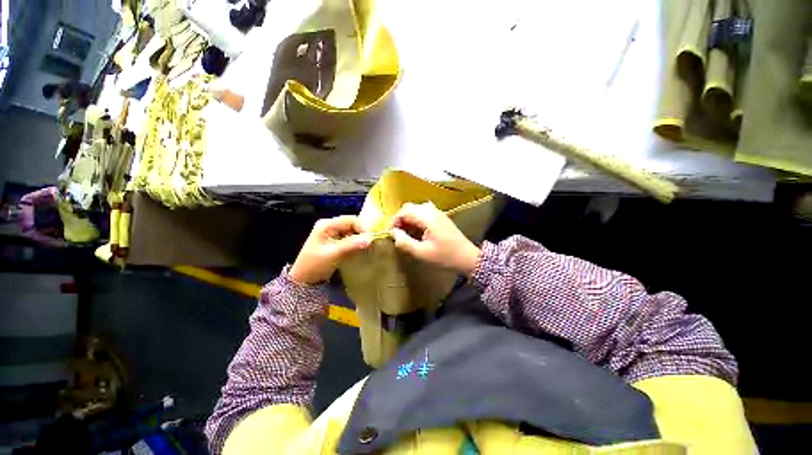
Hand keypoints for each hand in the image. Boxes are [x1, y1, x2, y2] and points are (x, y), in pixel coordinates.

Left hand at [289, 216, 372, 284]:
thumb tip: (370, 239)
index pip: (350, 220)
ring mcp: (333, 234)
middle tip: (373, 242)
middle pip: (352, 225)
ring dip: (360, 239)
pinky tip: (362, 249)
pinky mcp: (336, 242)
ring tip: (369, 247)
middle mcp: (330, 226)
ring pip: (352, 232)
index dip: (363, 227)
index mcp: (327, 225)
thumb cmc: (314, 265)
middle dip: (362, 233)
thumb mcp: (333, 254)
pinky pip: (350, 239)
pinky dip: (357, 244)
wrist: (303, 280)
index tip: (372, 237)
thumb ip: (351, 245)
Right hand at [389, 202, 480, 275]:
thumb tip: (393, 233)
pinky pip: (422, 213)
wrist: (467, 257)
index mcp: (427, 217)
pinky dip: (415, 220)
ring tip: (404, 234)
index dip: (393, 221)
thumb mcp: (422, 253)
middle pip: (409, 208)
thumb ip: (405, 242)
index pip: (404, 211)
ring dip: (407, 220)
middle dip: (399, 220)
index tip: (389, 234)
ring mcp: (437, 212)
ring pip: (415, 210)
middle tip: (396, 234)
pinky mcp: (440, 217)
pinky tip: (415, 232)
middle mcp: (431, 210)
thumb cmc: (445, 256)